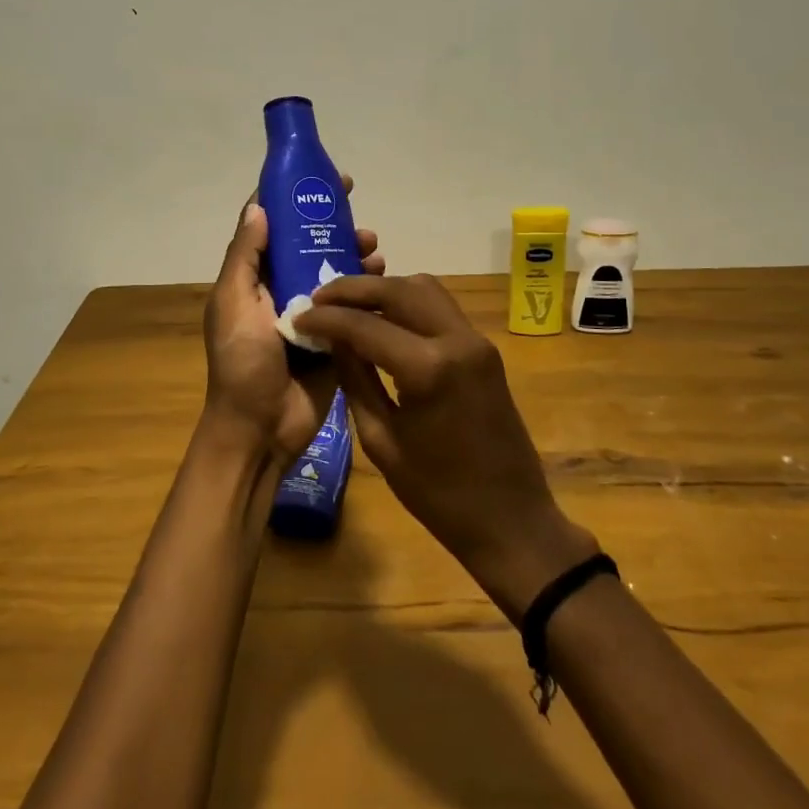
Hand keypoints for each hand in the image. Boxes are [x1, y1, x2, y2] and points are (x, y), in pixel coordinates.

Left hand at [200, 179, 383, 467]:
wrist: (261, 429)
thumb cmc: (242, 363)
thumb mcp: (234, 304)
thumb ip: (246, 257)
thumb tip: (259, 206)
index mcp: (250, 279)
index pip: (269, 226)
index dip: (290, 198)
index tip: (318, 176)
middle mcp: (278, 288)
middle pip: (305, 243)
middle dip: (329, 222)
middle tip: (356, 205)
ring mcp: (308, 312)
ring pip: (332, 269)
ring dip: (351, 250)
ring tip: (373, 244)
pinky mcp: (333, 335)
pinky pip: (351, 302)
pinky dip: (366, 285)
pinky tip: (382, 274)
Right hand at [292, 274, 597, 616]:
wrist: (511, 520)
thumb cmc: (439, 494)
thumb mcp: (381, 440)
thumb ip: (355, 380)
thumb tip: (331, 340)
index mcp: (429, 369)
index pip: (365, 324)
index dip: (325, 318)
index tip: (297, 318)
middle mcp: (457, 340)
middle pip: (398, 289)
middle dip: (353, 289)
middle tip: (318, 300)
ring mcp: (476, 340)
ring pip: (423, 288)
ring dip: (383, 289)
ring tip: (348, 307)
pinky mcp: (484, 348)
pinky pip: (440, 307)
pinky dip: (408, 303)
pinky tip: (383, 320)